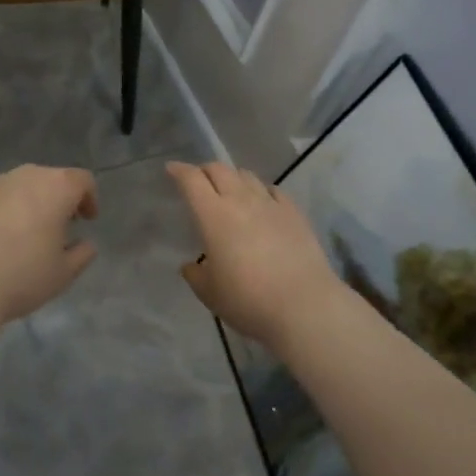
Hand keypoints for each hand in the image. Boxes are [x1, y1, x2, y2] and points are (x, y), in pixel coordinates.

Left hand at [0, 164, 98, 331]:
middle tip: (57, 228)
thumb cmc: (22, 276)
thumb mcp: (64, 274)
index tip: (87, 220)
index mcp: (56, 188)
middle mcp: (25, 176)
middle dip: (57, 199)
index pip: (82, 181)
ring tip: (23, 235)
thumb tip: (85, 244)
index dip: (89, 199)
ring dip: (27, 203)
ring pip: (19, 187)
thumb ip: (82, 254)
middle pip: (49, 179)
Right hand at [167, 161, 343, 352]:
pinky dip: (261, 190)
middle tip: (199, 181)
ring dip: (233, 178)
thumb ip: (196, 275)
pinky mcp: (294, 213)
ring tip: (230, 190)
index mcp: (213, 215)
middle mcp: (241, 201)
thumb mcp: (210, 294)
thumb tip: (191, 266)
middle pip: (220, 169)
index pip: (192, 180)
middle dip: (205, 170)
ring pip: (247, 176)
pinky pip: (273, 190)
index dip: (179, 171)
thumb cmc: (248, 300)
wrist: (304, 306)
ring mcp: (270, 204)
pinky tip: (263, 201)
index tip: (171, 169)